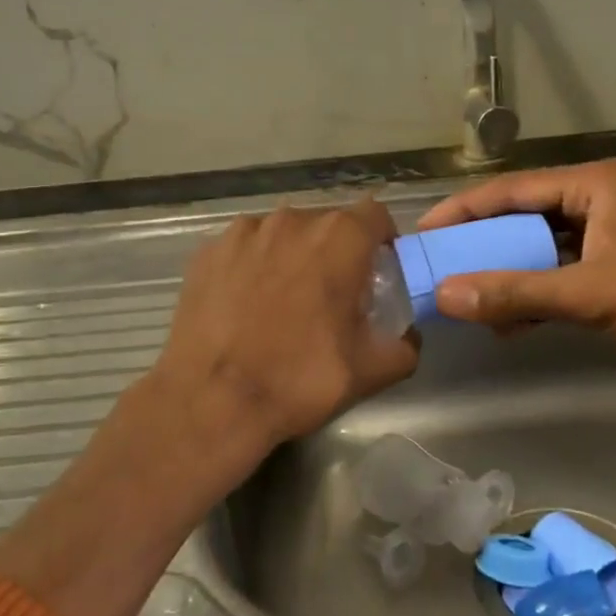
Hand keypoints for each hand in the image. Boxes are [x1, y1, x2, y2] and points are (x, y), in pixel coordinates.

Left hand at [147, 199, 419, 466]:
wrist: (211, 400)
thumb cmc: (298, 379)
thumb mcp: (369, 371)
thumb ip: (404, 346)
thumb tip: (408, 336)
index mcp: (338, 238)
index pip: (375, 214)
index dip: (381, 239)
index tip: (378, 271)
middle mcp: (292, 220)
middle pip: (327, 223)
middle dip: (336, 251)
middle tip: (332, 294)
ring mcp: (243, 233)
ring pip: (283, 233)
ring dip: (293, 256)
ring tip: (283, 301)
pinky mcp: (207, 252)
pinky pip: (244, 248)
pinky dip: (252, 266)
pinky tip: (245, 305)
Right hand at [417, 159, 615, 384]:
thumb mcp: (591, 293)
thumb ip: (517, 294)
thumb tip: (446, 296)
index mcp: (592, 185)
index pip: (509, 191)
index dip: (462, 211)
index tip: (423, 235)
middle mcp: (598, 200)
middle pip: (522, 217)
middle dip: (482, 245)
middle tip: (440, 268)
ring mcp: (612, 234)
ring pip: (542, 248)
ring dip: (509, 273)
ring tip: (468, 300)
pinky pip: (564, 272)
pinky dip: (538, 293)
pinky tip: (512, 321)